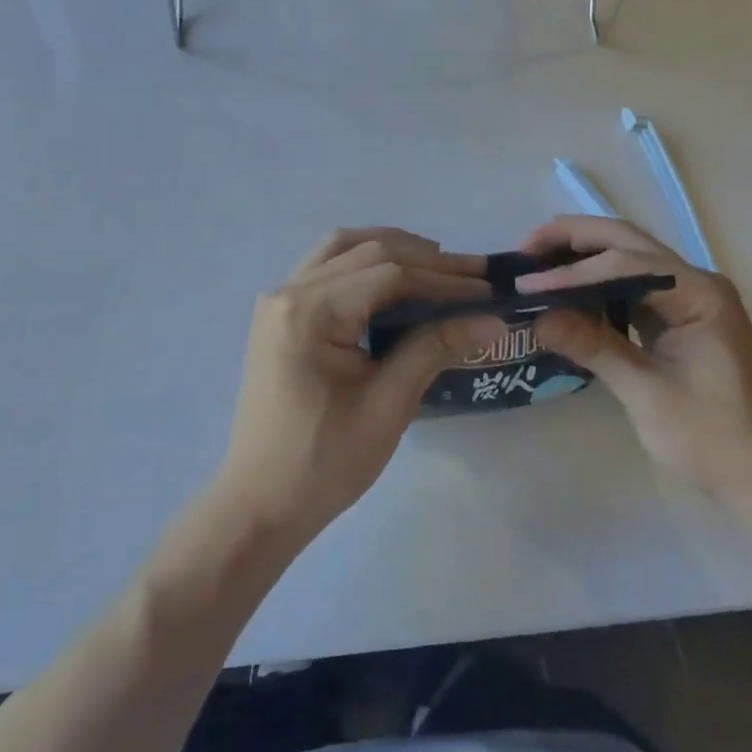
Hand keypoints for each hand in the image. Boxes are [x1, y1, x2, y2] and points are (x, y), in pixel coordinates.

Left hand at [217, 228, 500, 548]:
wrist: (260, 503)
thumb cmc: (325, 462)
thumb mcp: (388, 406)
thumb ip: (435, 348)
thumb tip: (492, 320)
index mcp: (310, 312)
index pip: (389, 274)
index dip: (444, 279)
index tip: (488, 290)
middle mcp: (289, 290)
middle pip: (367, 251)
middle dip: (426, 259)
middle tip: (475, 272)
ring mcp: (280, 298)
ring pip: (343, 247)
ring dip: (392, 248)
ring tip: (438, 265)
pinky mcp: (281, 312)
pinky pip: (327, 266)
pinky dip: (364, 261)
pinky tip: (394, 278)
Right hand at [517, 216, 751, 515]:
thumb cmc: (710, 438)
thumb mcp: (646, 393)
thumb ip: (593, 346)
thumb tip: (537, 316)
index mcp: (698, 293)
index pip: (626, 266)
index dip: (573, 274)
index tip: (527, 285)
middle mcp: (696, 282)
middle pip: (627, 242)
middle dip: (574, 240)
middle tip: (526, 249)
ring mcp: (688, 297)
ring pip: (627, 257)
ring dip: (583, 255)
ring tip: (537, 263)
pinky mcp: (677, 316)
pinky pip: (631, 284)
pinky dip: (596, 282)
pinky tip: (567, 290)